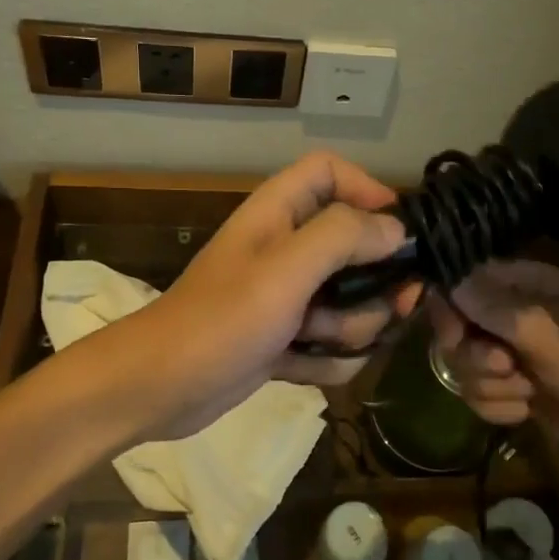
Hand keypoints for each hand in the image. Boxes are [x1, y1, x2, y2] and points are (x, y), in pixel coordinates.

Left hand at [128, 152, 420, 438]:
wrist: (160, 388)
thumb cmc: (221, 320)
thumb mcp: (285, 270)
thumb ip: (343, 237)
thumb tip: (395, 229)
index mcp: (280, 212)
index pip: (331, 171)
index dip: (368, 189)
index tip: (398, 231)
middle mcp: (288, 247)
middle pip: (357, 245)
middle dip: (375, 284)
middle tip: (391, 306)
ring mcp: (289, 295)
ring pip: (352, 301)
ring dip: (350, 329)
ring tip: (316, 342)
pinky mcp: (287, 337)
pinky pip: (333, 343)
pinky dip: (326, 360)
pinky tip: (301, 369)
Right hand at [427, 259, 558, 495]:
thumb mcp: (552, 338)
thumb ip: (496, 309)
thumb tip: (448, 282)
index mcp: (529, 285)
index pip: (466, 280)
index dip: (450, 306)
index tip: (454, 336)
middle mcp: (516, 313)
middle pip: (457, 325)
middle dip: (473, 354)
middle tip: (506, 368)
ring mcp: (516, 353)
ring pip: (465, 363)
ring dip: (489, 385)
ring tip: (527, 394)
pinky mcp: (518, 389)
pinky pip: (479, 392)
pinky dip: (496, 406)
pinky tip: (526, 414)